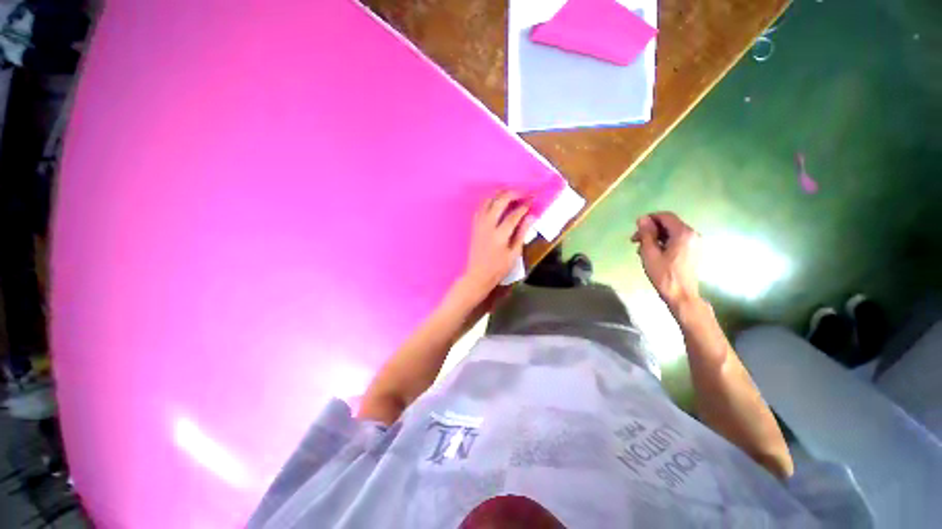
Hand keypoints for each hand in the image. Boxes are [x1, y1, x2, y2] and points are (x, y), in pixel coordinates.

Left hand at [458, 191, 533, 301]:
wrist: (478, 275)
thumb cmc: (498, 268)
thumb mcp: (514, 254)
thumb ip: (521, 233)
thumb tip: (531, 217)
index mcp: (499, 235)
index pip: (513, 215)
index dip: (524, 206)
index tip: (532, 201)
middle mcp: (487, 226)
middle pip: (499, 202)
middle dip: (512, 194)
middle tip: (523, 193)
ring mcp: (479, 224)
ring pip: (487, 201)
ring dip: (499, 194)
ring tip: (511, 194)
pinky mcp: (474, 225)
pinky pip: (481, 207)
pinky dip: (490, 201)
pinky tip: (496, 202)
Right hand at [631, 212, 701, 310]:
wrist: (681, 294)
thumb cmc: (663, 274)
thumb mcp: (650, 253)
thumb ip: (646, 234)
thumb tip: (642, 219)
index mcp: (683, 233)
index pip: (665, 216)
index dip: (649, 219)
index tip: (635, 228)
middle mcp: (692, 234)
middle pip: (669, 224)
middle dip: (651, 229)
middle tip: (635, 240)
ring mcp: (695, 243)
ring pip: (672, 232)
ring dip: (656, 237)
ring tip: (642, 249)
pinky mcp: (693, 251)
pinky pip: (677, 240)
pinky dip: (664, 242)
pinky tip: (654, 253)